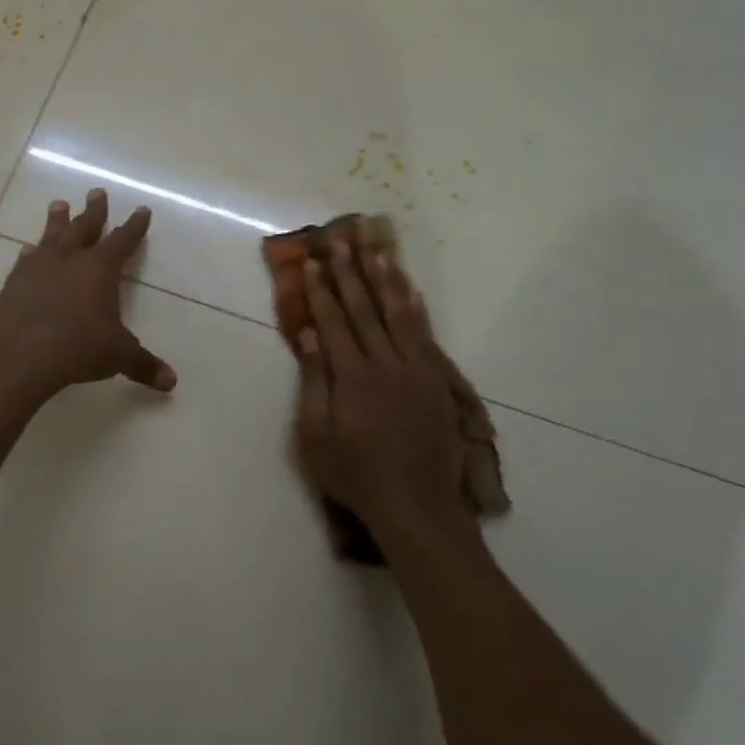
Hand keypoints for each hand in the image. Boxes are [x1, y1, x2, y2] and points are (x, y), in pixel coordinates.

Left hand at [0, 190, 176, 399]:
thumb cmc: (77, 347)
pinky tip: (27, 250)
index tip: (141, 210)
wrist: (18, 354)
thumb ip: (143, 365)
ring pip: (51, 236)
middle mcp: (69, 260)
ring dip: (57, 221)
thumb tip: (171, 382)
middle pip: (85, 228)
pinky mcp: (13, 284)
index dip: (134, 226)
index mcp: (100, 269)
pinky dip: (30, 254)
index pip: (122, 241)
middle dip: (94, 211)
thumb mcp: (117, 357)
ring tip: (59, 204)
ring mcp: (38, 269)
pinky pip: (25, 261)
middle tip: (96, 192)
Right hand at [295, 238, 479, 549]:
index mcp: (351, 376)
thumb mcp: (316, 435)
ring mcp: (416, 369)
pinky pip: (426, 333)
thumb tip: (309, 334)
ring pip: (398, 312)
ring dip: (385, 277)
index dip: (321, 290)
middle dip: (350, 271)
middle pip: (364, 308)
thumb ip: (313, 381)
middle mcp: (385, 363)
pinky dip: (416, 307)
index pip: (333, 321)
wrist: (416, 506)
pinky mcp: (436, 381)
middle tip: (340, 239)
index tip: (311, 261)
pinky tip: (409, 288)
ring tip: (376, 247)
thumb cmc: (354, 474)